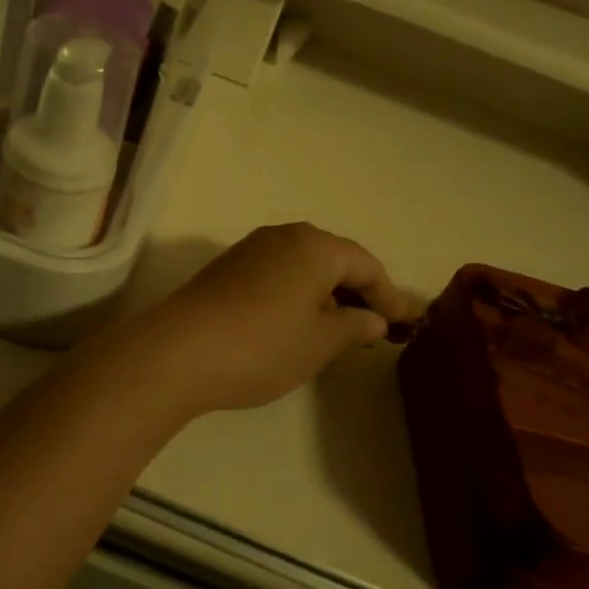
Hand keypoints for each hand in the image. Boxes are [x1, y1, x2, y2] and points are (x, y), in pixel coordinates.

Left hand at [121, 223, 424, 418]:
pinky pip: (278, 275)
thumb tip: (373, 318)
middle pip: (335, 260)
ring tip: (342, 328)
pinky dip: (298, 295)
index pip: (366, 265)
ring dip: (326, 294)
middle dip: (359, 292)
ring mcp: (251, 250)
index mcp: (316, 246)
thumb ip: (354, 325)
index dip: (390, 296)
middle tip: (380, 325)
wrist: (178, 352)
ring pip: (304, 267)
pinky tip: (300, 322)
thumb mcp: (320, 342)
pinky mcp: (227, 269)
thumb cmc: (263, 346)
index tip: (410, 323)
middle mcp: (284, 236)